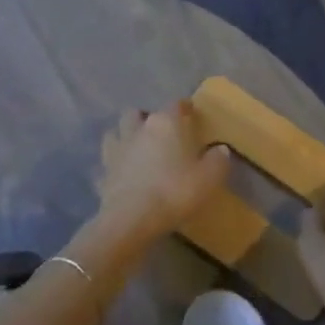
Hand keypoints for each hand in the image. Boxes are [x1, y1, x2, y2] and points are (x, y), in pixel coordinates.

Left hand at [90, 101, 230, 254]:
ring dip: (124, 136)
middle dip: (146, 118)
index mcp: (165, 124)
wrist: (132, 219)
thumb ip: (218, 160)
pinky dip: (113, 167)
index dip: (184, 107)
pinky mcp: (103, 173)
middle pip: (137, 113)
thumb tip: (220, 149)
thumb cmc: (174, 191)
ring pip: (115, 132)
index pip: (175, 105)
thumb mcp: (208, 178)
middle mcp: (138, 129)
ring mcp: (116, 150)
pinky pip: (106, 164)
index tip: (190, 112)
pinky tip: (120, 176)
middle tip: (158, 132)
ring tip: (135, 148)